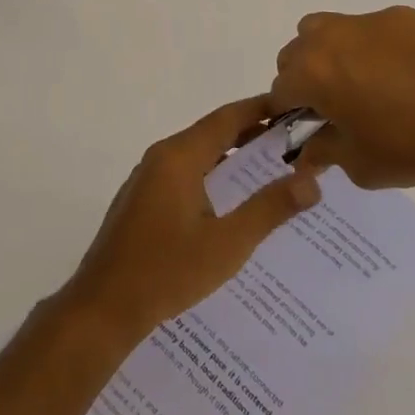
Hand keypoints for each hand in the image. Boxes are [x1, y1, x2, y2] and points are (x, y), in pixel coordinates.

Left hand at [61, 96, 322, 342]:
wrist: (102, 308)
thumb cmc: (167, 272)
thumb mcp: (227, 244)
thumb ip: (269, 209)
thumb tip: (312, 181)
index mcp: (180, 156)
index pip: (228, 117)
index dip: (262, 108)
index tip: (295, 107)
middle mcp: (162, 156)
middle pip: (213, 132)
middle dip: (252, 132)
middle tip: (293, 140)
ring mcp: (148, 177)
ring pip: (198, 153)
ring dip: (232, 155)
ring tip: (270, 166)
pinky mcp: (142, 199)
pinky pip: (184, 172)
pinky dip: (212, 173)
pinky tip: (231, 199)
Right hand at [272, 6, 414, 188]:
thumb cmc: (409, 145)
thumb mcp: (358, 164)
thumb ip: (324, 152)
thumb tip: (308, 151)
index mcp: (312, 72)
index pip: (280, 89)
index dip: (289, 113)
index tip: (306, 130)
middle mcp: (330, 37)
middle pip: (296, 51)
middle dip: (304, 77)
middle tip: (331, 107)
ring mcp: (366, 21)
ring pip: (328, 29)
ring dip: (330, 53)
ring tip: (360, 83)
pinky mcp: (400, 17)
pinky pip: (370, 29)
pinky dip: (372, 47)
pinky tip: (403, 75)